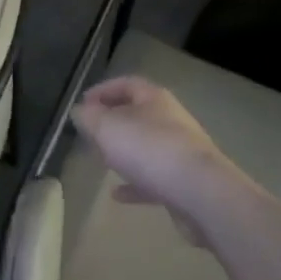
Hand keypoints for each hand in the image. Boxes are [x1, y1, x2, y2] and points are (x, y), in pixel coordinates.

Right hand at [70, 76, 257, 239]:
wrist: (200, 193)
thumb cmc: (149, 149)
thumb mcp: (108, 128)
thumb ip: (90, 118)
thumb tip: (80, 111)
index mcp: (155, 99)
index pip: (127, 84)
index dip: (103, 90)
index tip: (83, 103)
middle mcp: (171, 120)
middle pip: (138, 115)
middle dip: (113, 122)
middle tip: (91, 133)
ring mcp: (180, 152)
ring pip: (147, 147)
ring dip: (125, 152)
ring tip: (102, 160)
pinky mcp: (184, 182)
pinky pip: (154, 179)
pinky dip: (135, 184)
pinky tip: (117, 195)